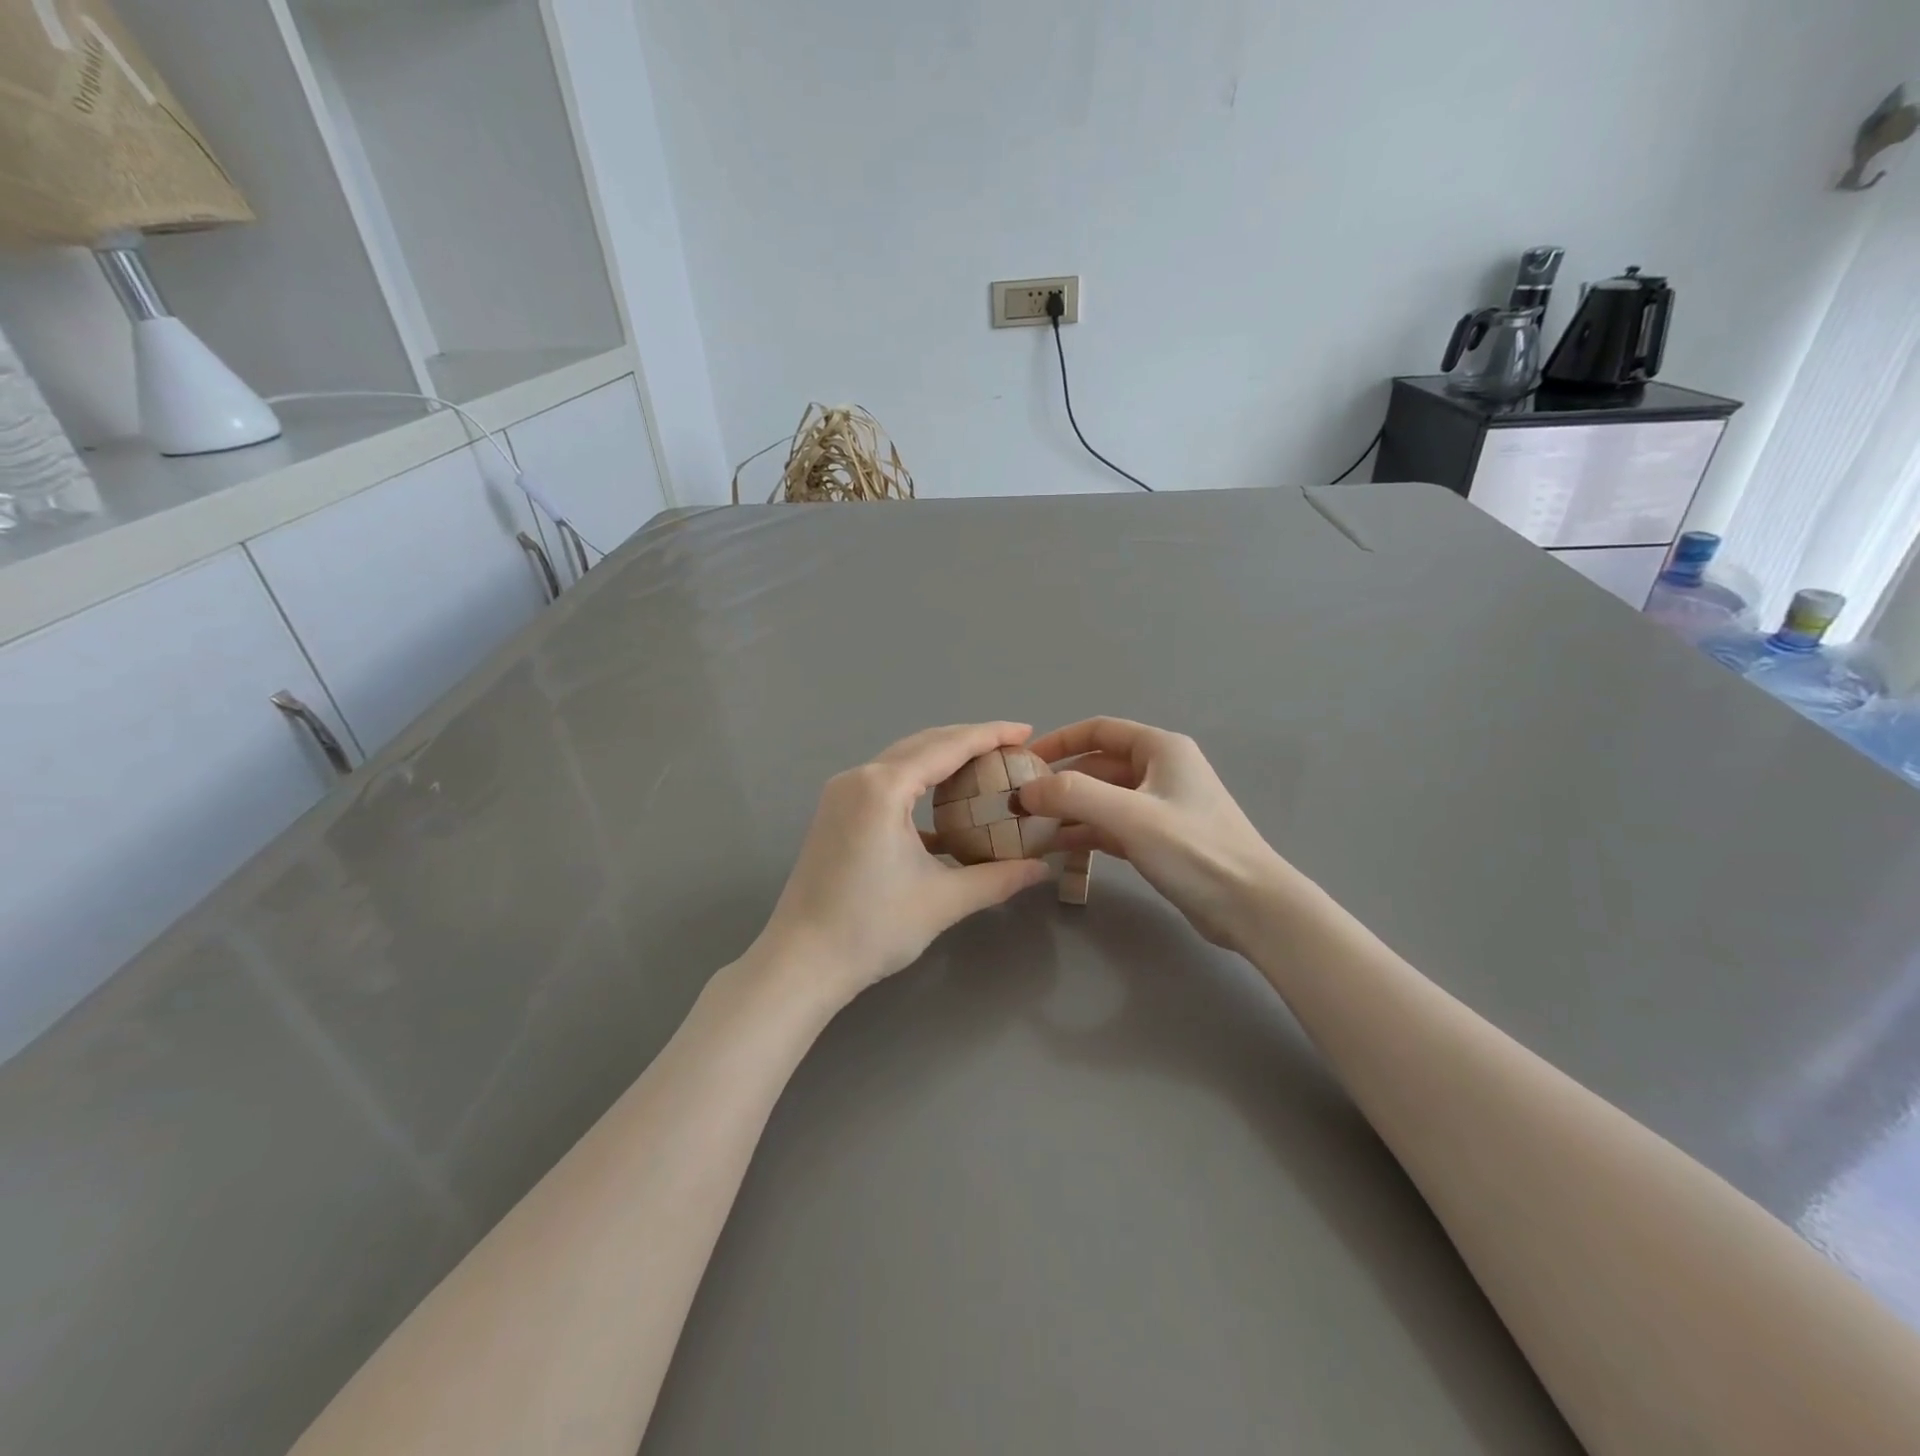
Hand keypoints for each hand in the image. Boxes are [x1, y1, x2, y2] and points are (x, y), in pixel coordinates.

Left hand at [753, 723, 1052, 1007]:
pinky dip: (919, 784)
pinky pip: (886, 783)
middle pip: (923, 744)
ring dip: (943, 759)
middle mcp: (858, 778)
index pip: (947, 746)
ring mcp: (841, 794)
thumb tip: (1042, 869)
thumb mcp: (943, 901)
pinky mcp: (835, 813)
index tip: (1027, 730)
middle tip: (1013, 746)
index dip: (990, 735)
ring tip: (986, 767)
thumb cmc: (871, 928)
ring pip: (903, 761)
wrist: (801, 962)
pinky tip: (946, 807)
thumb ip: (998, 878)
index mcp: (882, 788)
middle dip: (969, 740)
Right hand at [1017, 718, 1290, 954]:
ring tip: (1029, 827)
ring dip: (1068, 810)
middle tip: (1019, 802)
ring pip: (1102, 798)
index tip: (1023, 760)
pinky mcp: (1159, 839)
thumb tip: (1025, 789)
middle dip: (1059, 782)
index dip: (1059, 740)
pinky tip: (1056, 847)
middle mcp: (1160, 770)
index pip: (1099, 730)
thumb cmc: (1193, 849)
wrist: (1250, 906)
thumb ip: (1073, 795)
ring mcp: (1160, 806)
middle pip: (1097, 766)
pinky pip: (1112, 826)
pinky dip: (1085, 832)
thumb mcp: (1130, 816)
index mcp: (1160, 749)